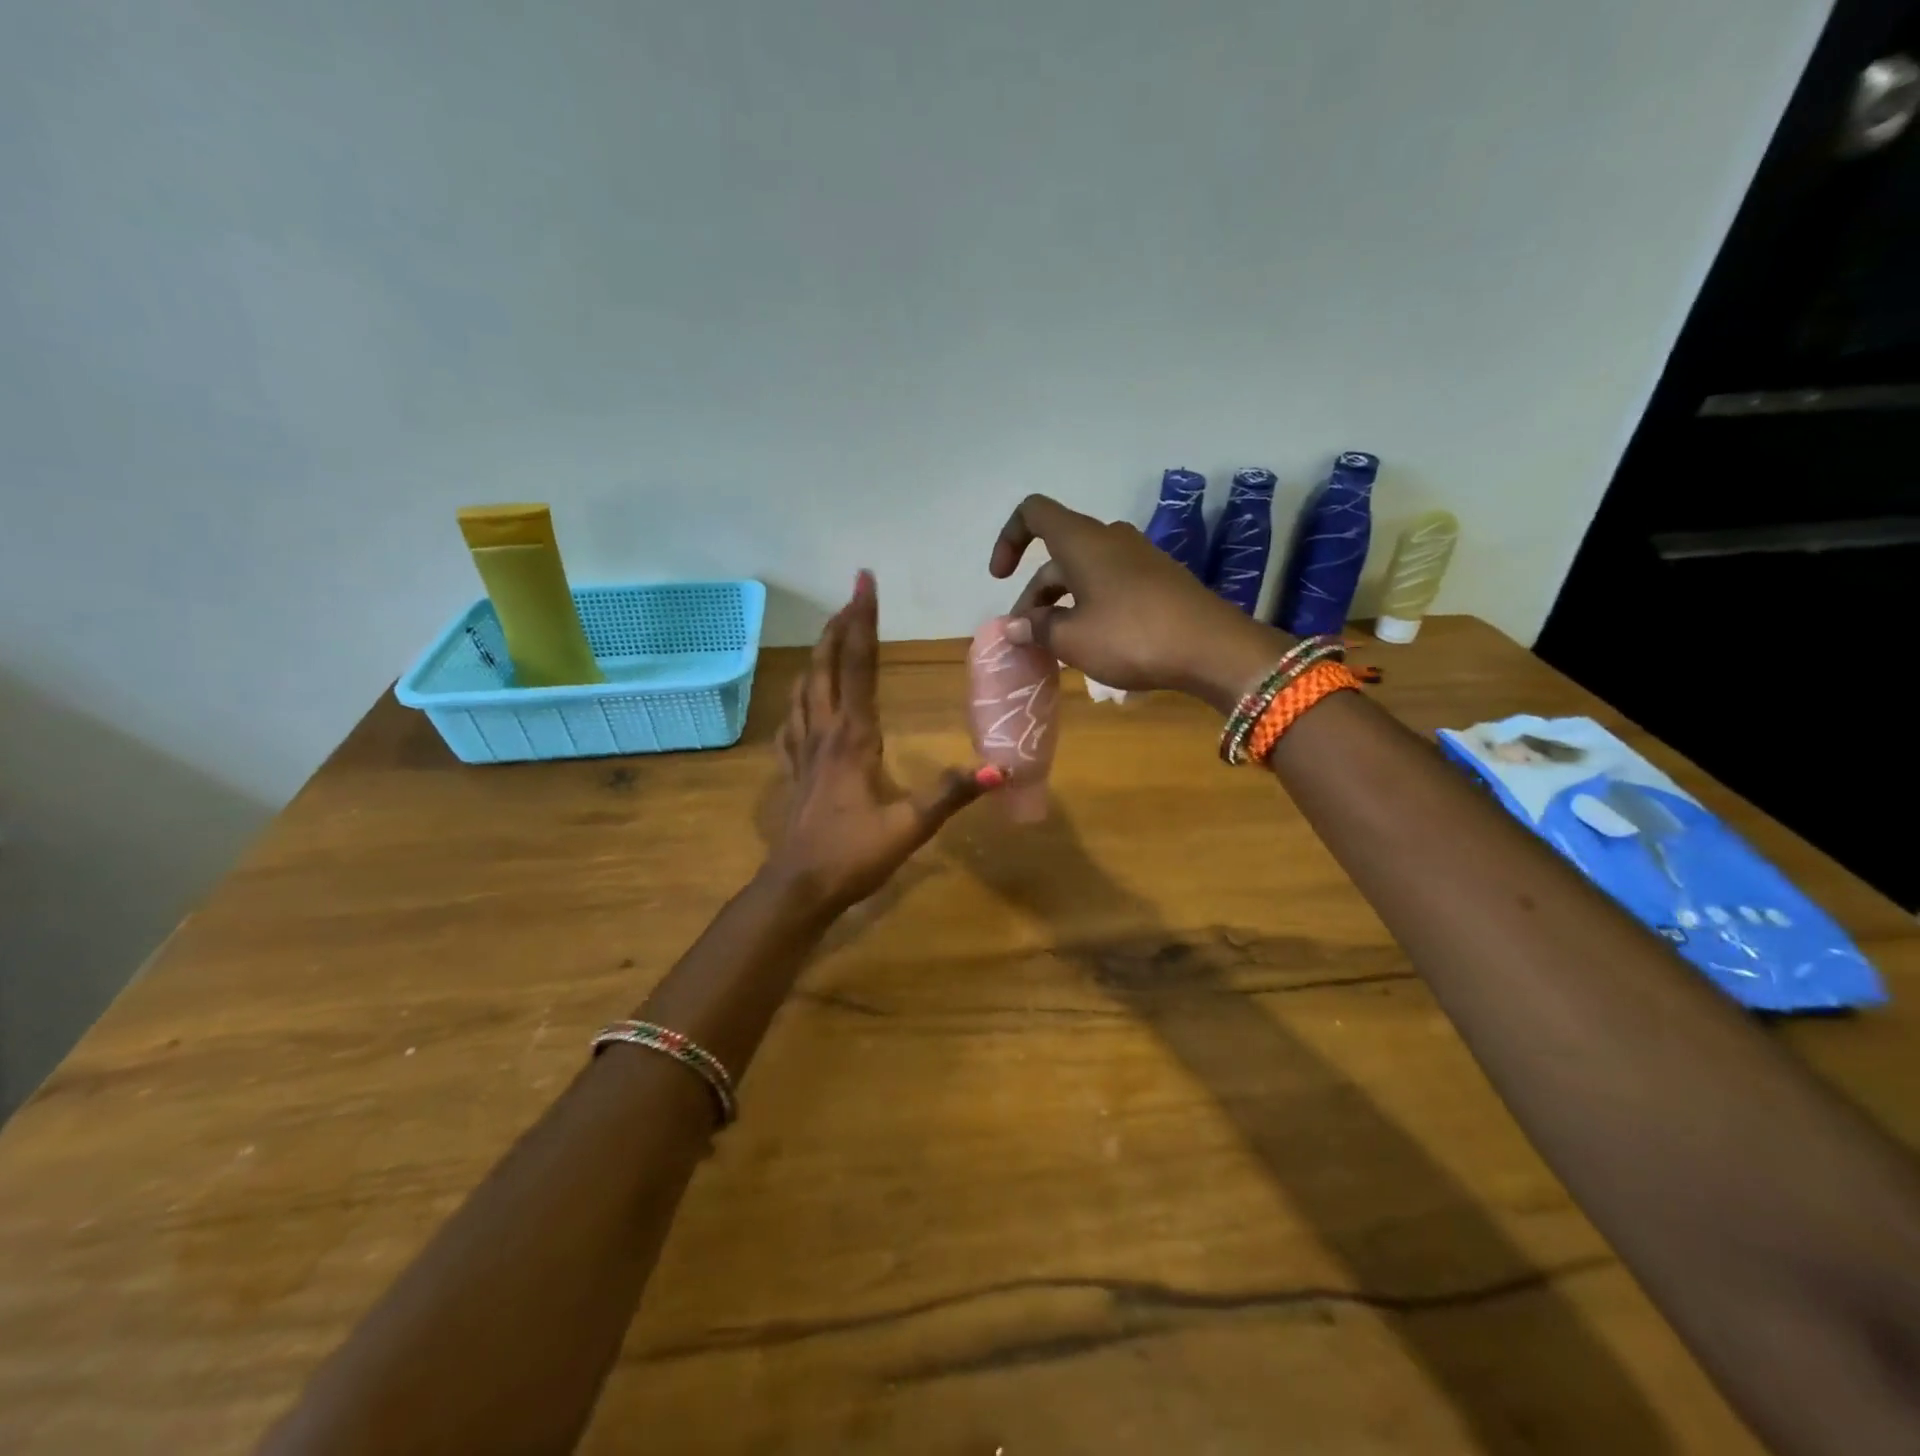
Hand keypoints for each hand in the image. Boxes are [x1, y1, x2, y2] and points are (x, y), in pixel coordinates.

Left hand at [768, 571, 999, 912]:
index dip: (863, 622)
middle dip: (839, 625)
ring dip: (818, 654)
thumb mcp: (910, 827)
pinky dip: (797, 699)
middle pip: (828, 667)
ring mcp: (804, 751)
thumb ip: (951, 794)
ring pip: (806, 688)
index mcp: (854, 737)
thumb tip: (998, 769)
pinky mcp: (794, 772)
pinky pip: (792, 723)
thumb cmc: (853, 856)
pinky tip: (799, 701)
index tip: (864, 582)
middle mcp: (825, 733)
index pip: (859, 666)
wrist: (797, 889)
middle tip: (851, 593)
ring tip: (829, 632)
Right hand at [989, 494, 1291, 711]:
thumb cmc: (1131, 637)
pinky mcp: (1159, 580)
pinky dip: (1090, 606)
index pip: (1033, 513)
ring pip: (1085, 572)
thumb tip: (1014, 626)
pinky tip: (1093, 643)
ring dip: (1062, 604)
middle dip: (1035, 594)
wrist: (1213, 649)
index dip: (1009, 539)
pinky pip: (1110, 584)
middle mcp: (1109, 539)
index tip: (1001, 577)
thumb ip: (1037, 629)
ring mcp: (1139, 558)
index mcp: (1082, 541)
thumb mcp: (1073, 639)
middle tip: (1027, 637)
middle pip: (1058, 554)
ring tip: (1056, 647)